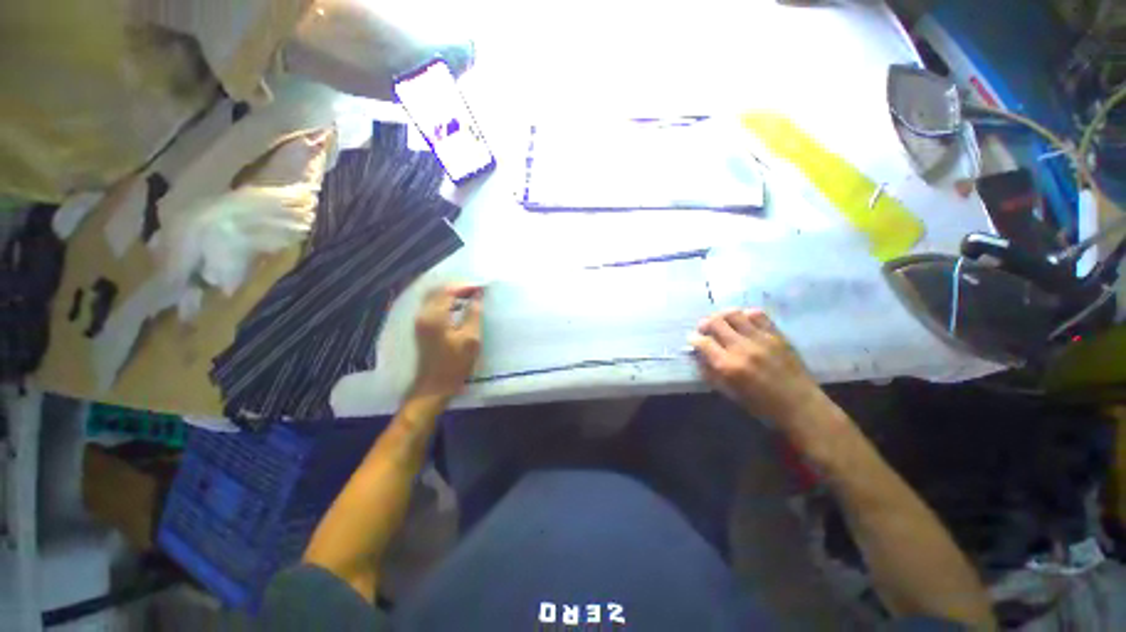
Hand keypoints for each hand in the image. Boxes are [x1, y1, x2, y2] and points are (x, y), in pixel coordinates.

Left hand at [410, 285, 483, 401]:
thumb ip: (474, 314)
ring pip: (433, 297)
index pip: (449, 291)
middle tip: (476, 290)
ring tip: (470, 297)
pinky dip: (445, 301)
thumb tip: (478, 296)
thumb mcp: (470, 339)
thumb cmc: (455, 364)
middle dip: (457, 287)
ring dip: (451, 293)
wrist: (434, 386)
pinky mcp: (421, 327)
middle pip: (438, 290)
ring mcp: (420, 321)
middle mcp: (423, 314)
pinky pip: (432, 305)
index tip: (482, 288)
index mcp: (434, 316)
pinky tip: (458, 307)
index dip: (465, 286)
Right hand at [689, 309, 827, 428]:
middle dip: (705, 323)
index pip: (703, 342)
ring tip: (722, 321)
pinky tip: (743, 321)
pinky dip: (745, 314)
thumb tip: (698, 354)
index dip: (693, 339)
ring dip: (722, 316)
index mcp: (728, 366)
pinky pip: (757, 314)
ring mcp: (761, 339)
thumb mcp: (729, 393)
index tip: (692, 339)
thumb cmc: (761, 405)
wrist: (800, 406)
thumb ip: (710, 371)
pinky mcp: (777, 335)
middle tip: (705, 328)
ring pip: (734, 314)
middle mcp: (742, 348)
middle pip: (716, 322)